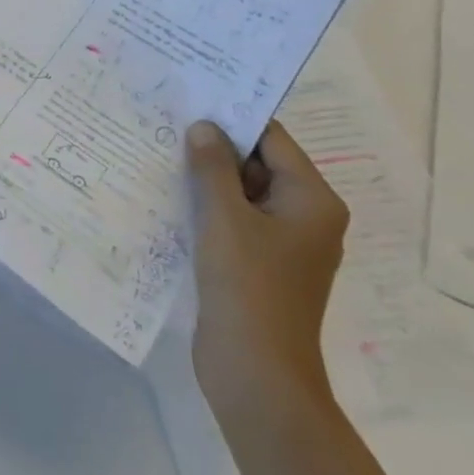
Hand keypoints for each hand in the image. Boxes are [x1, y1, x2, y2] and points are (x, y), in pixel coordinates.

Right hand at [184, 119, 348, 424]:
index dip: (232, 119)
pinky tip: (170, 197)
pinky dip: (208, 208)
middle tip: (167, 125)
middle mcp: (305, 217)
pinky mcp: (260, 265)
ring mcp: (283, 244)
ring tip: (161, 155)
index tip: (190, 101)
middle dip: (215, 149)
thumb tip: (204, 127)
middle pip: (258, 164)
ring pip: (242, 194)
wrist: (257, 373)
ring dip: (207, 179)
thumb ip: (213, 166)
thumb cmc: (248, 286)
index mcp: (312, 200)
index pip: (272, 140)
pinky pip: (234, 221)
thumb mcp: (224, 217)